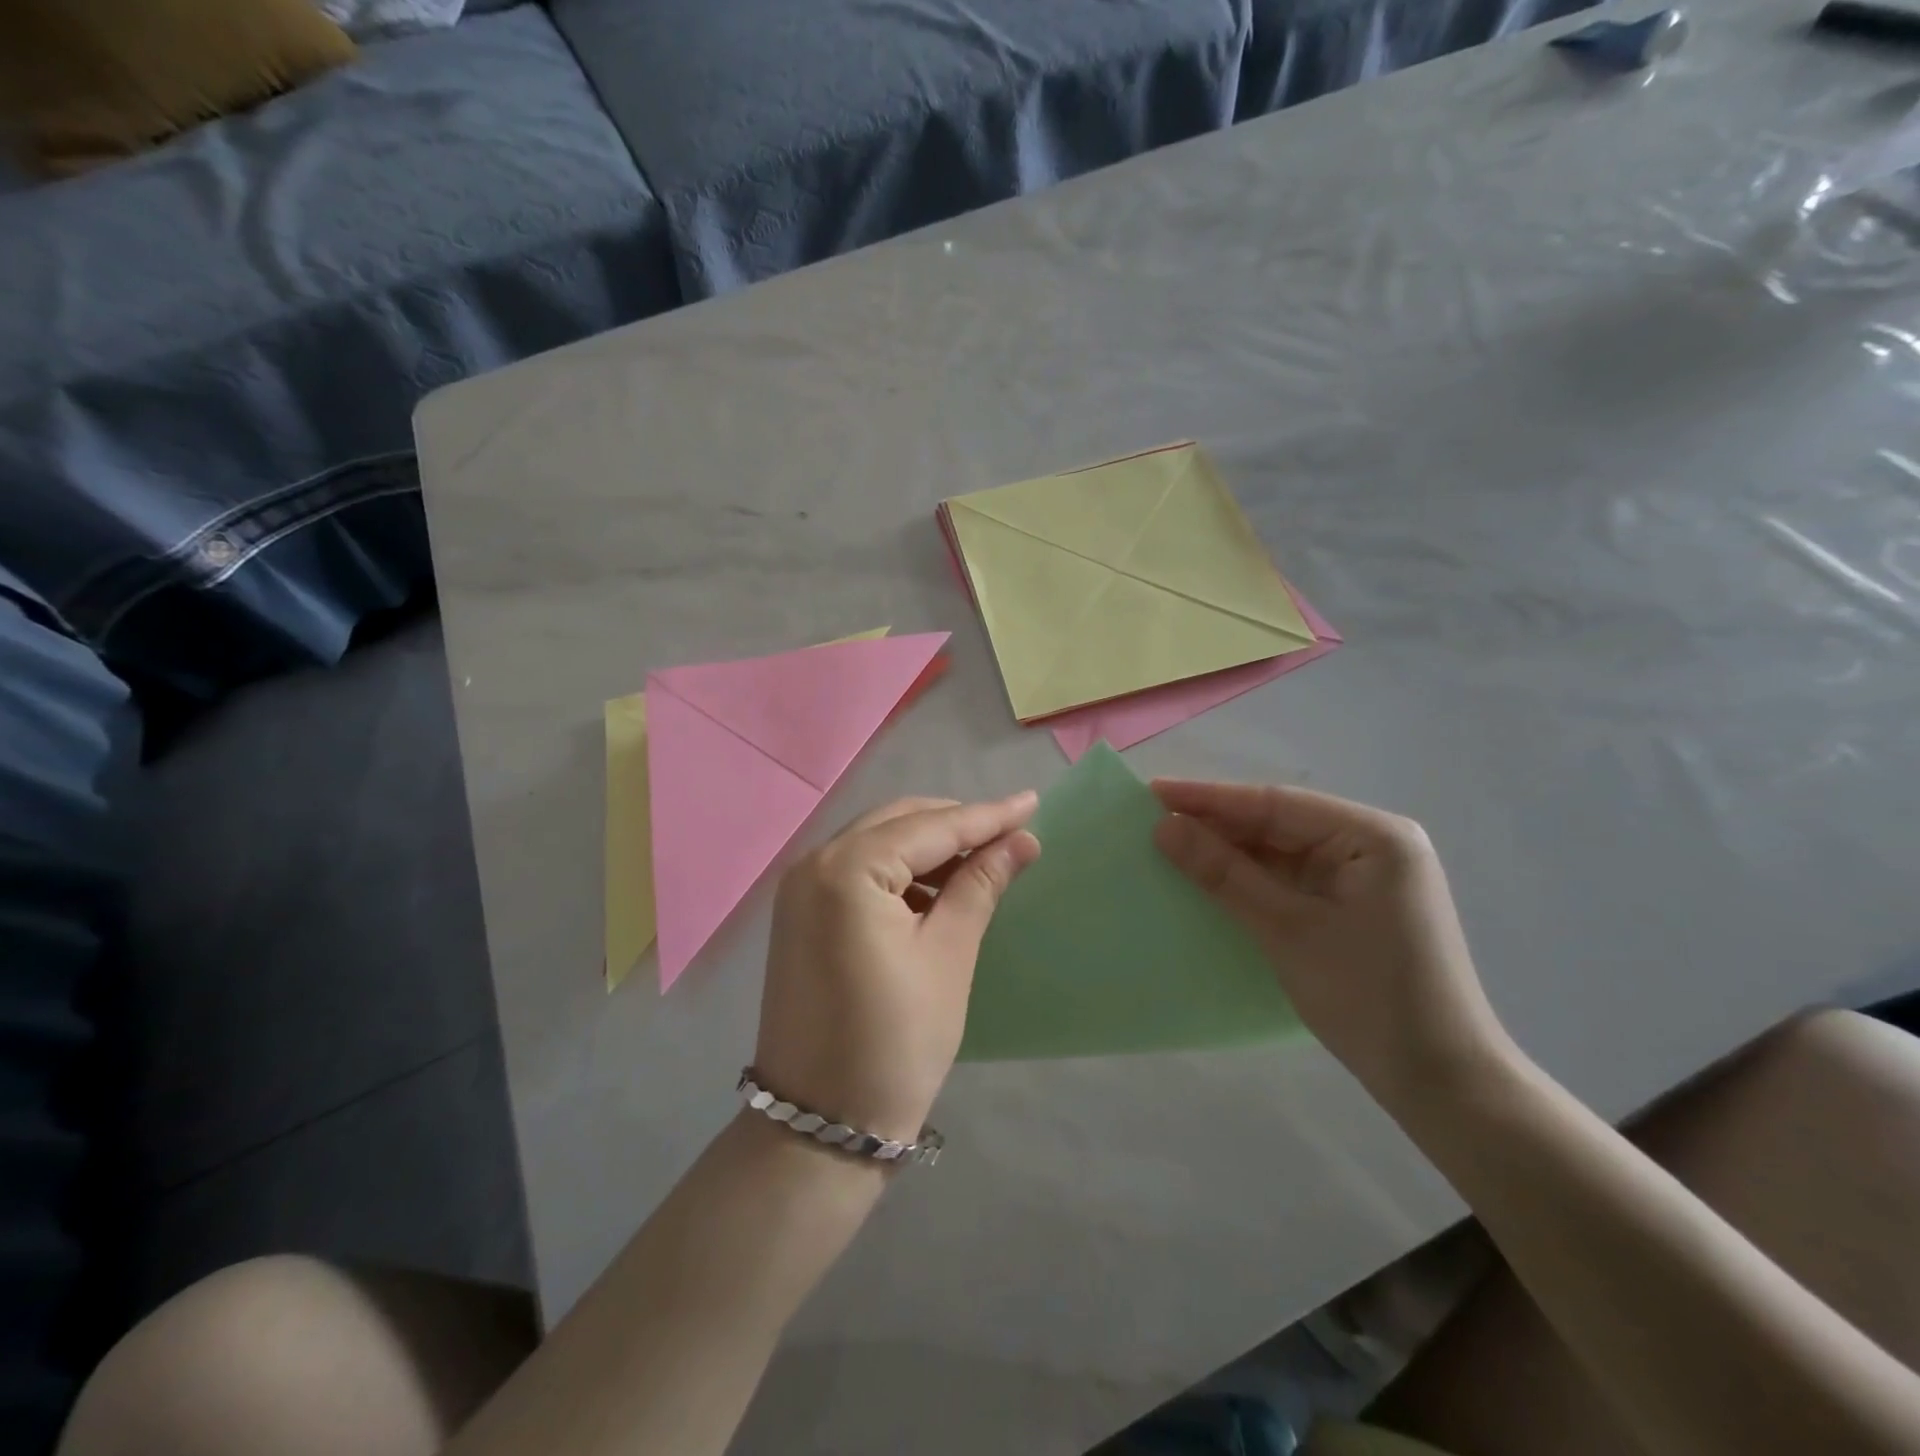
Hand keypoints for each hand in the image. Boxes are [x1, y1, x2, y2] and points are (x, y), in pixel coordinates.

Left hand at [755, 793, 1040, 1144]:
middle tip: (1011, 834)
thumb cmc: (896, 1041)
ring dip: (928, 847)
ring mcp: (799, 889)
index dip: (987, 816)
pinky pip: (857, 871)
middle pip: (898, 823)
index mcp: (847, 869)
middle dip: (956, 824)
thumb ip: (981, 885)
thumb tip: (1021, 840)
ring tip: (982, 863)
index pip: (931, 827)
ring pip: (877, 843)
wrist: (820, 1126)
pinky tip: (936, 890)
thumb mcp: (949, 955)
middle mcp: (813, 863)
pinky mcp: (799, 915)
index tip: (1032, 802)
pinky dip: (899, 871)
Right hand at [1152, 780, 1512, 1106]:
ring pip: (1282, 851)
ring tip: (1171, 844)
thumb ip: (1223, 873)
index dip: (1210, 798)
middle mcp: (1373, 845)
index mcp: (1374, 836)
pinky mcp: (1354, 906)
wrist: (1440, 1083)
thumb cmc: (1368, 996)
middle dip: (1218, 824)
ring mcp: (1365, 877)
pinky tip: (1211, 878)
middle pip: (1280, 823)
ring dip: (1230, 852)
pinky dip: (1251, 879)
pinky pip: (1291, 879)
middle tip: (1153, 818)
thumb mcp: (1286, 929)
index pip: (1277, 804)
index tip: (1153, 791)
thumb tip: (1163, 827)